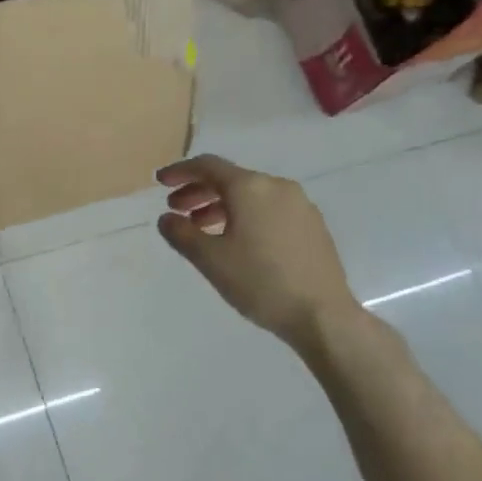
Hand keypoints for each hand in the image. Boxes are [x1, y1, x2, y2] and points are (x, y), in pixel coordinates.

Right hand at [156, 154, 358, 351]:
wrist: (321, 314)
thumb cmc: (259, 281)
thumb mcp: (210, 259)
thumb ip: (181, 234)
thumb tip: (167, 219)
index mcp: (250, 188)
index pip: (208, 166)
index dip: (180, 171)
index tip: (160, 182)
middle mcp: (277, 187)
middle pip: (229, 179)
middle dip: (198, 191)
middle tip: (175, 209)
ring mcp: (299, 205)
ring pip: (250, 195)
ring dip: (220, 205)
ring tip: (201, 229)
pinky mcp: (311, 225)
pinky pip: (268, 209)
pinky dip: (244, 215)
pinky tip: (235, 240)